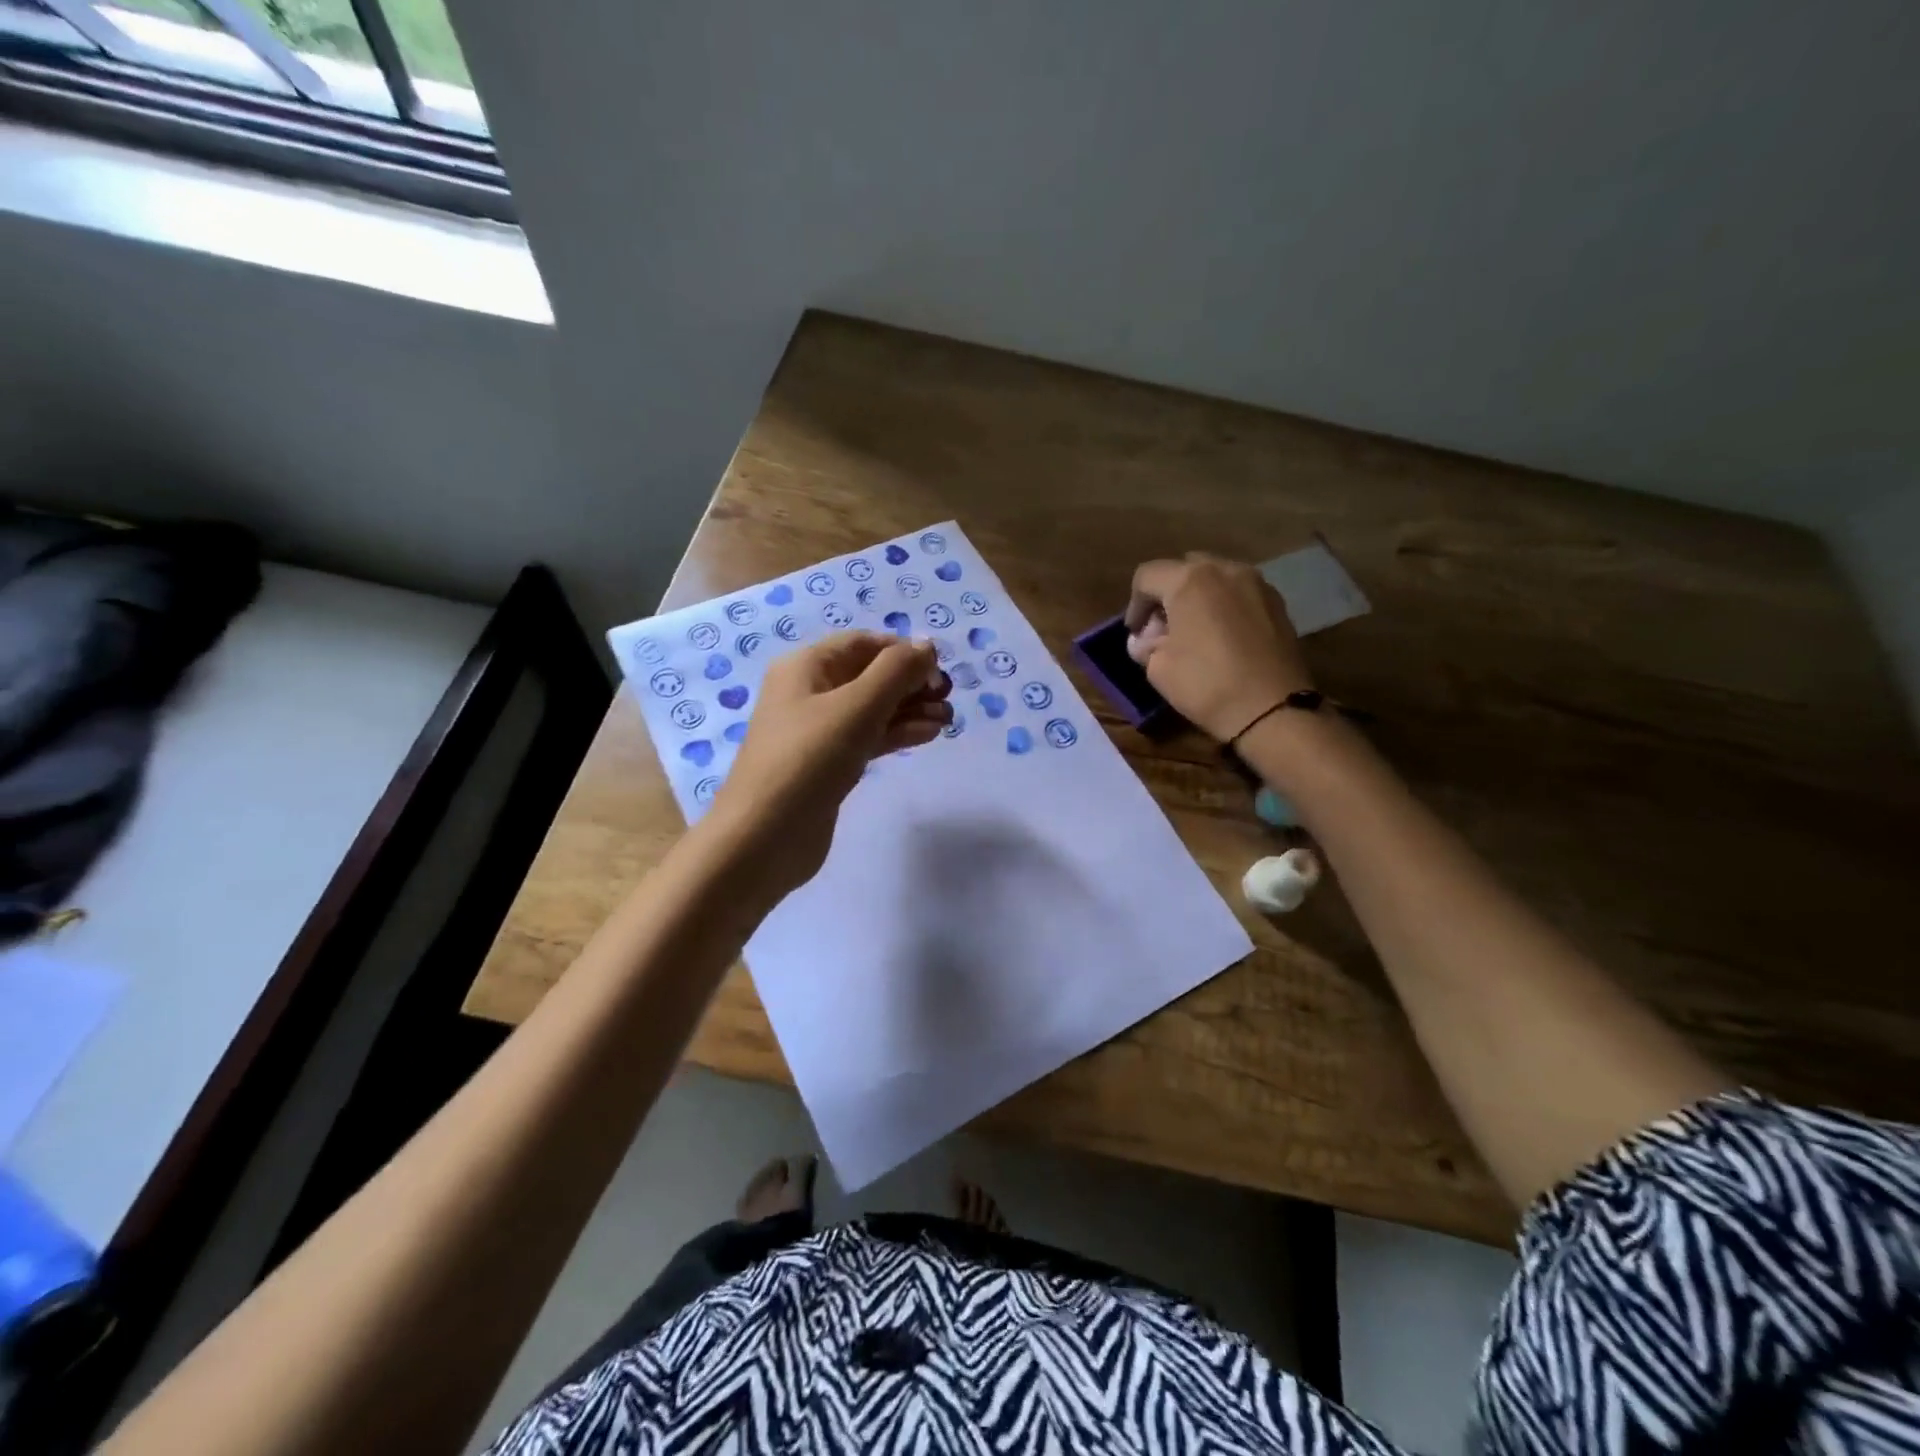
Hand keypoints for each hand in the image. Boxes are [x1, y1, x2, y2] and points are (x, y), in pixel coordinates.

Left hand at [708, 631, 951, 898]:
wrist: (765, 838)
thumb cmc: (808, 760)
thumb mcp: (856, 707)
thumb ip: (896, 672)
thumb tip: (927, 645)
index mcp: (805, 667)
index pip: (863, 644)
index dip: (903, 652)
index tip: (939, 671)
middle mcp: (809, 692)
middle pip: (869, 675)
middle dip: (910, 683)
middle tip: (948, 698)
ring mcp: (818, 731)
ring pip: (872, 709)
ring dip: (910, 710)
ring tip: (947, 721)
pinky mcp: (829, 764)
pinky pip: (868, 737)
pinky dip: (897, 734)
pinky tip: (928, 736)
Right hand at [1124, 553, 1312, 741]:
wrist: (1271, 709)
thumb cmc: (1206, 684)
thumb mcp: (1158, 668)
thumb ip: (1147, 645)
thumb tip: (1147, 640)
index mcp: (1190, 580)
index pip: (1147, 576)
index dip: (1134, 604)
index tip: (1136, 634)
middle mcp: (1225, 570)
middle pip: (1184, 569)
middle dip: (1168, 594)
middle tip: (1163, 628)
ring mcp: (1257, 584)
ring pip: (1216, 578)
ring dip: (1198, 598)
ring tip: (1194, 631)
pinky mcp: (1278, 603)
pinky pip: (1239, 594)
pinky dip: (1224, 606)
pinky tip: (1222, 637)